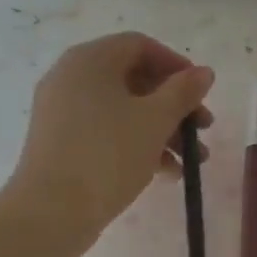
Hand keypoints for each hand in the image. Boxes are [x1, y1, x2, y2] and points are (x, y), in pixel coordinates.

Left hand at [9, 33, 214, 244]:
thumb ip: (183, 92)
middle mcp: (72, 77)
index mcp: (90, 60)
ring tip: (192, 161)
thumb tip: (204, 72)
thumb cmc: (108, 155)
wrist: (52, 211)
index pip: (140, 46)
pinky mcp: (62, 142)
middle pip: (134, 79)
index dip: (177, 65)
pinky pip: (107, 132)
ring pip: (124, 110)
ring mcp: (64, 111)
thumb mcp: (155, 121)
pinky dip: (138, 144)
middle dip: (175, 105)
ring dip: (163, 130)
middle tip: (203, 129)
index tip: (202, 93)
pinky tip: (166, 173)